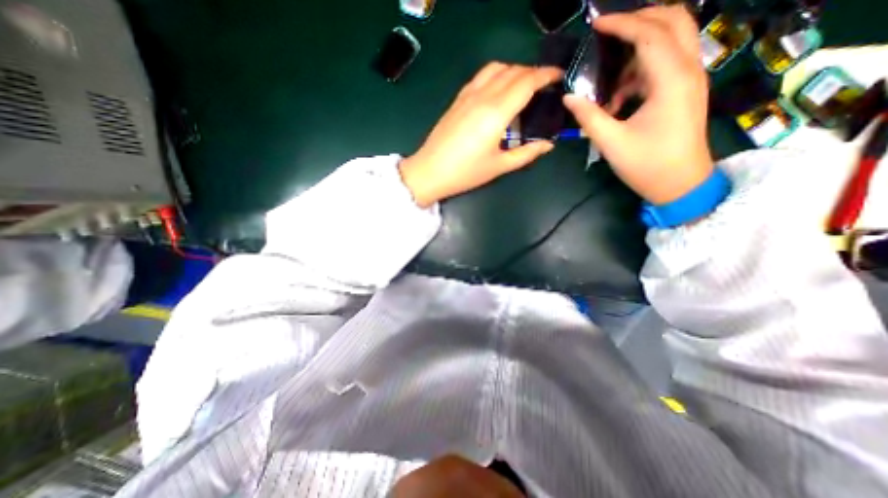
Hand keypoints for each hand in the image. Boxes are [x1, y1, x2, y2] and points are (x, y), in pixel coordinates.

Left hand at [403, 61, 560, 204]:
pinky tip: (498, 91)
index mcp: (496, 113)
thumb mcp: (499, 166)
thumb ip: (526, 153)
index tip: (559, 77)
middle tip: (544, 87)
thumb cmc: (466, 173)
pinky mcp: (457, 99)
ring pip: (496, 68)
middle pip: (514, 71)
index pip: (527, 81)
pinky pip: (481, 76)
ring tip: (522, 87)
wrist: (430, 171)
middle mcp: (483, 97)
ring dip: (514, 71)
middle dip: (533, 73)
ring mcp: (467, 95)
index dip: (546, 75)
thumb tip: (548, 145)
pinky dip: (496, 75)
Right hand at [561, 6, 711, 204]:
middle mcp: (687, 70)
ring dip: (639, 50)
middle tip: (609, 32)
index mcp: (671, 80)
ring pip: (672, 40)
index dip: (622, 24)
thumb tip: (569, 96)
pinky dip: (641, 71)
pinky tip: (620, 98)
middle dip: (640, 19)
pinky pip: (665, 64)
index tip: (596, 23)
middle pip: (674, 21)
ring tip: (610, 81)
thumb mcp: (611, 141)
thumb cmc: (646, 164)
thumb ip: (589, 116)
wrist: (680, 184)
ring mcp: (690, 79)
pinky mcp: (684, 91)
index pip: (650, 34)